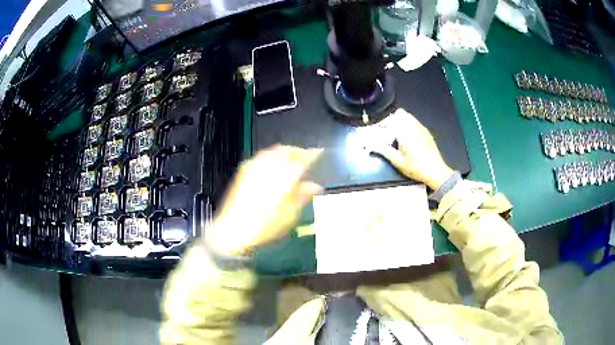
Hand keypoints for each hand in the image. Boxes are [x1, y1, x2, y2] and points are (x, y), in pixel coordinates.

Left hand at [205, 145, 322, 256]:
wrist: (233, 230)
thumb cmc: (264, 226)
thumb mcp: (289, 215)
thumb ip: (302, 196)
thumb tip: (315, 186)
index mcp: (284, 178)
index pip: (302, 159)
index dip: (312, 154)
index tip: (319, 152)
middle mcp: (269, 167)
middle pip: (287, 151)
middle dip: (298, 151)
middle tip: (306, 156)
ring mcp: (255, 167)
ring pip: (274, 151)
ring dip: (285, 152)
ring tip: (292, 159)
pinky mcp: (244, 170)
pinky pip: (262, 156)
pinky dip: (272, 155)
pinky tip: (274, 164)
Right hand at [370, 108, 453, 189]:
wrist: (436, 172)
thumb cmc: (416, 167)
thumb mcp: (397, 161)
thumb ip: (384, 151)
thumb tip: (372, 146)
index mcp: (406, 131)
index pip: (392, 117)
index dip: (384, 122)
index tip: (380, 130)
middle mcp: (414, 126)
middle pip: (401, 113)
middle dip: (392, 120)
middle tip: (388, 131)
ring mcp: (422, 128)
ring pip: (409, 117)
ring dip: (401, 122)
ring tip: (397, 135)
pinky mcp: (427, 133)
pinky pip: (416, 123)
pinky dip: (409, 126)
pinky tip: (409, 139)